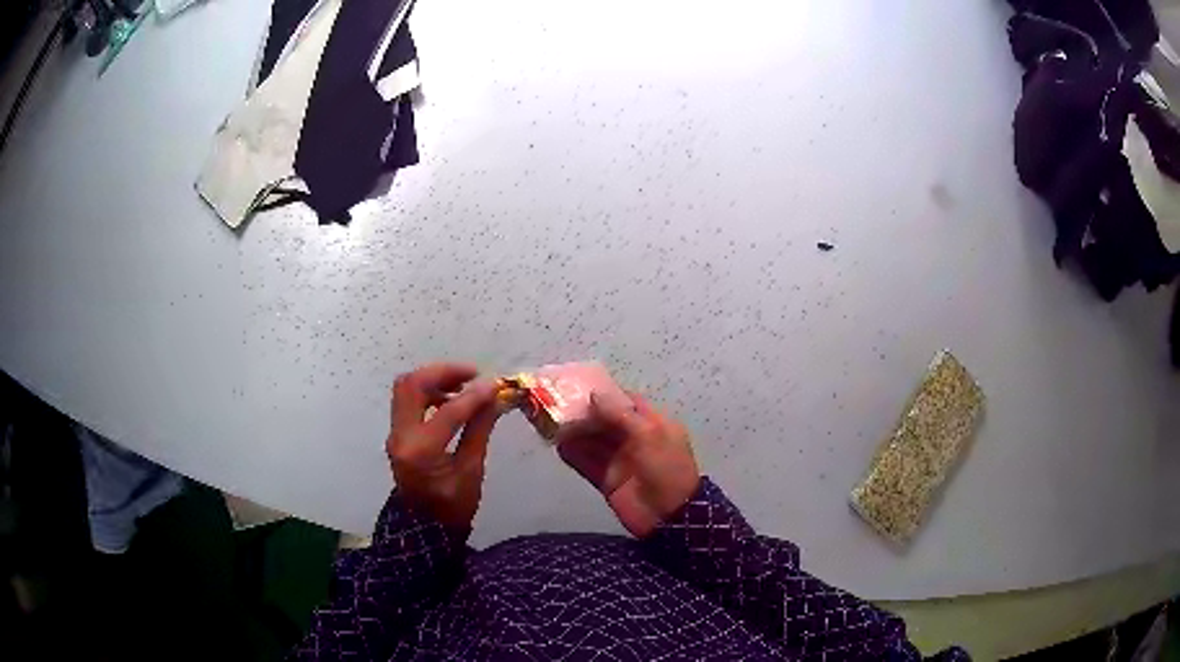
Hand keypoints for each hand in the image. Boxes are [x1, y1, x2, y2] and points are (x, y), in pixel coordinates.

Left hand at [386, 363, 500, 530]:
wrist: (423, 528)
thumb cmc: (452, 507)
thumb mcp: (471, 471)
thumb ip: (479, 430)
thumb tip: (495, 399)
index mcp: (421, 451)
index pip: (448, 411)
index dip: (474, 395)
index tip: (496, 385)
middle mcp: (401, 436)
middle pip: (412, 385)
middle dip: (443, 373)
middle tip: (472, 374)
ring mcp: (395, 433)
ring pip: (406, 388)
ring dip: (433, 379)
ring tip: (463, 385)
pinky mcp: (397, 433)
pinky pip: (407, 401)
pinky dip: (427, 391)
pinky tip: (450, 400)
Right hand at [557, 390, 699, 536]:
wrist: (668, 515)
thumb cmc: (665, 468)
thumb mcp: (649, 435)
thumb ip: (620, 414)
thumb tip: (594, 394)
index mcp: (653, 425)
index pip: (628, 402)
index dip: (607, 394)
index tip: (581, 385)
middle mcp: (635, 440)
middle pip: (606, 421)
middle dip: (585, 413)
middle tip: (558, 404)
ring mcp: (620, 461)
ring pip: (594, 441)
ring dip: (575, 433)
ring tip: (551, 423)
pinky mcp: (607, 480)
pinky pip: (587, 463)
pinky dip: (573, 454)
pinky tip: (558, 446)